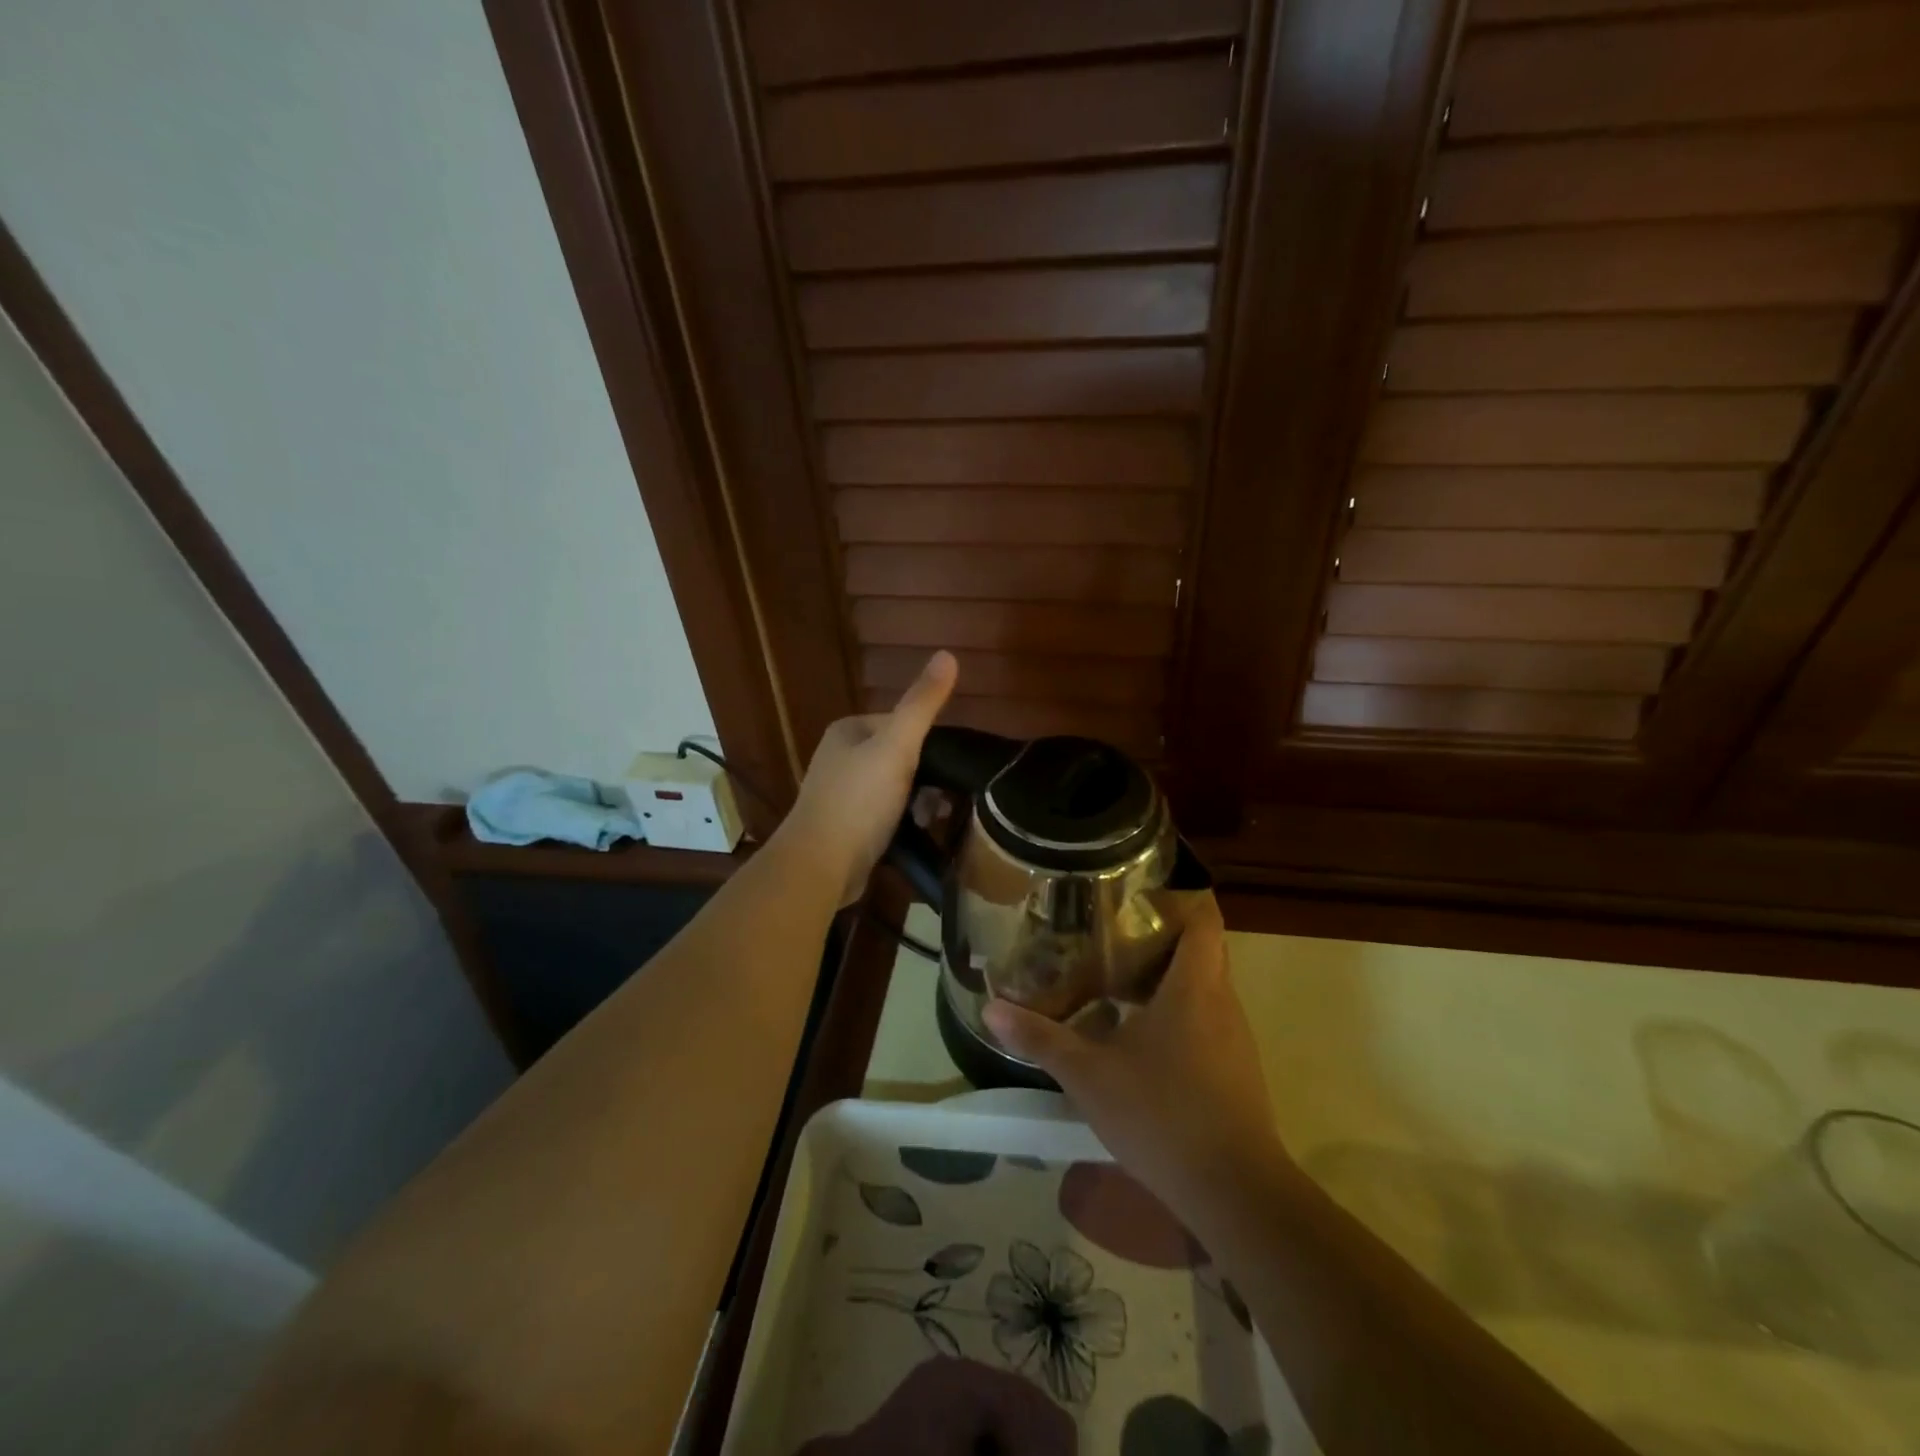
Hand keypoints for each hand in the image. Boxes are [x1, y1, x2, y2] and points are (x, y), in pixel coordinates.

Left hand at [779, 651, 956, 904]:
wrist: (820, 865)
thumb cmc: (859, 801)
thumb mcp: (897, 746)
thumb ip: (922, 704)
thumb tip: (948, 653)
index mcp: (848, 730)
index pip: (901, 724)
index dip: (928, 745)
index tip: (947, 770)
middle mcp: (840, 757)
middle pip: (900, 758)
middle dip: (925, 779)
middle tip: (939, 802)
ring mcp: (840, 793)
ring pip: (895, 788)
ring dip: (918, 803)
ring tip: (929, 821)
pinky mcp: (845, 826)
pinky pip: (884, 815)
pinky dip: (902, 822)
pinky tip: (914, 835)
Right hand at [982, 897, 1286, 1218]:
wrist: (1234, 1192)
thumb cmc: (1161, 1115)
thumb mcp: (1089, 1074)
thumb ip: (1041, 1038)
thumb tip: (991, 1009)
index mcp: (1194, 985)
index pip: (1202, 916)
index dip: (1176, 895)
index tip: (1136, 890)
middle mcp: (1221, 1000)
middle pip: (1200, 947)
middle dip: (1159, 934)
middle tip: (1108, 930)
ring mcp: (1234, 1037)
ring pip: (1202, 985)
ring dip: (1165, 976)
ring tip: (1115, 975)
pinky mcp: (1235, 1069)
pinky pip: (1206, 1018)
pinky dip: (1175, 1011)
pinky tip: (1137, 1033)